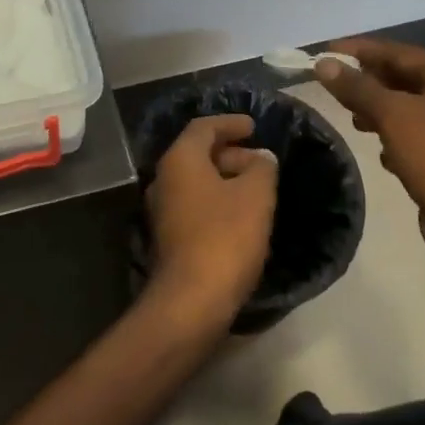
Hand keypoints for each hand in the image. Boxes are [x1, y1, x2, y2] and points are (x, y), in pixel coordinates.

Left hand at [142, 114, 278, 336]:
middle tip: (261, 162)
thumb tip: (261, 158)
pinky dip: (218, 201)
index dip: (230, 123)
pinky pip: (195, 206)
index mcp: (180, 160)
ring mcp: (162, 211)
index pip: (203, 127)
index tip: (254, 127)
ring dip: (225, 179)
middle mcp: (163, 180)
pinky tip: (242, 217)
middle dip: (231, 153)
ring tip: (257, 188)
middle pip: (197, 154)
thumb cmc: (225, 236)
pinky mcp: (169, 238)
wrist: (192, 300)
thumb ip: (262, 168)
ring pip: (196, 182)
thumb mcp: (256, 195)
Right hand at [313, 38, 424, 282]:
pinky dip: (391, 138)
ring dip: (376, 111)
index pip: (397, 52)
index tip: (324, 52)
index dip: (359, 50)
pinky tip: (380, 153)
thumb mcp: (392, 115)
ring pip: (403, 109)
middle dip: (366, 82)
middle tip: (331, 86)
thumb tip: (324, 63)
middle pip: (401, 79)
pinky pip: (410, 137)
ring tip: (351, 118)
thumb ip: (357, 87)